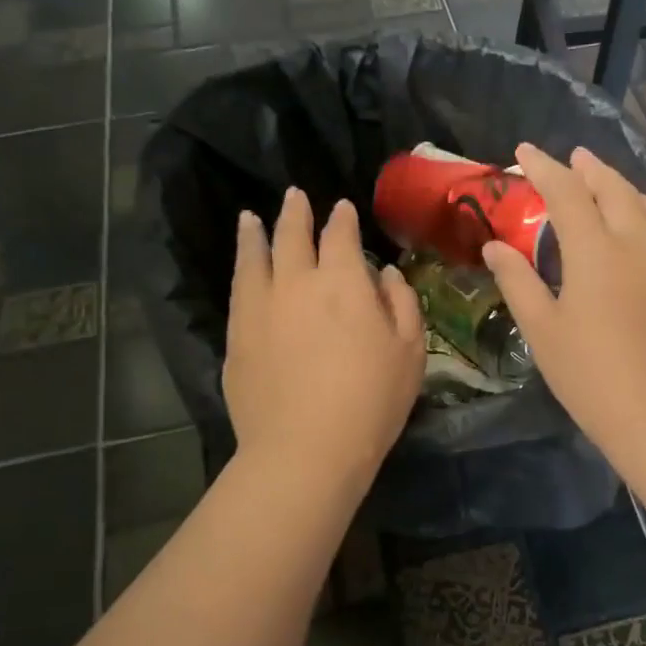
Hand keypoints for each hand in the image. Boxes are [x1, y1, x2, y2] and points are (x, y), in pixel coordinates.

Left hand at [226, 189, 425, 481]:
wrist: (306, 450)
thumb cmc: (371, 401)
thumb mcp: (409, 352)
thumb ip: (401, 304)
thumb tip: (384, 274)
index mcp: (343, 282)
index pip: (340, 236)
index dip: (342, 219)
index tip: (342, 208)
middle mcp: (296, 282)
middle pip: (292, 236)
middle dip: (296, 213)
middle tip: (295, 196)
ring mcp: (259, 308)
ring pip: (254, 257)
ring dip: (255, 233)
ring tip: (250, 218)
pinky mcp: (237, 336)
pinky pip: (238, 291)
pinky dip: (241, 268)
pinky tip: (242, 268)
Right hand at [482, 144, 645, 467]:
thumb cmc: (590, 378)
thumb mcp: (542, 331)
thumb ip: (517, 281)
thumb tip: (495, 245)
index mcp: (595, 251)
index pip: (565, 192)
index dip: (543, 167)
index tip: (524, 152)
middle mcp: (640, 244)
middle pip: (616, 190)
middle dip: (590, 169)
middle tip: (573, 160)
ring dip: (633, 193)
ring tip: (617, 193)